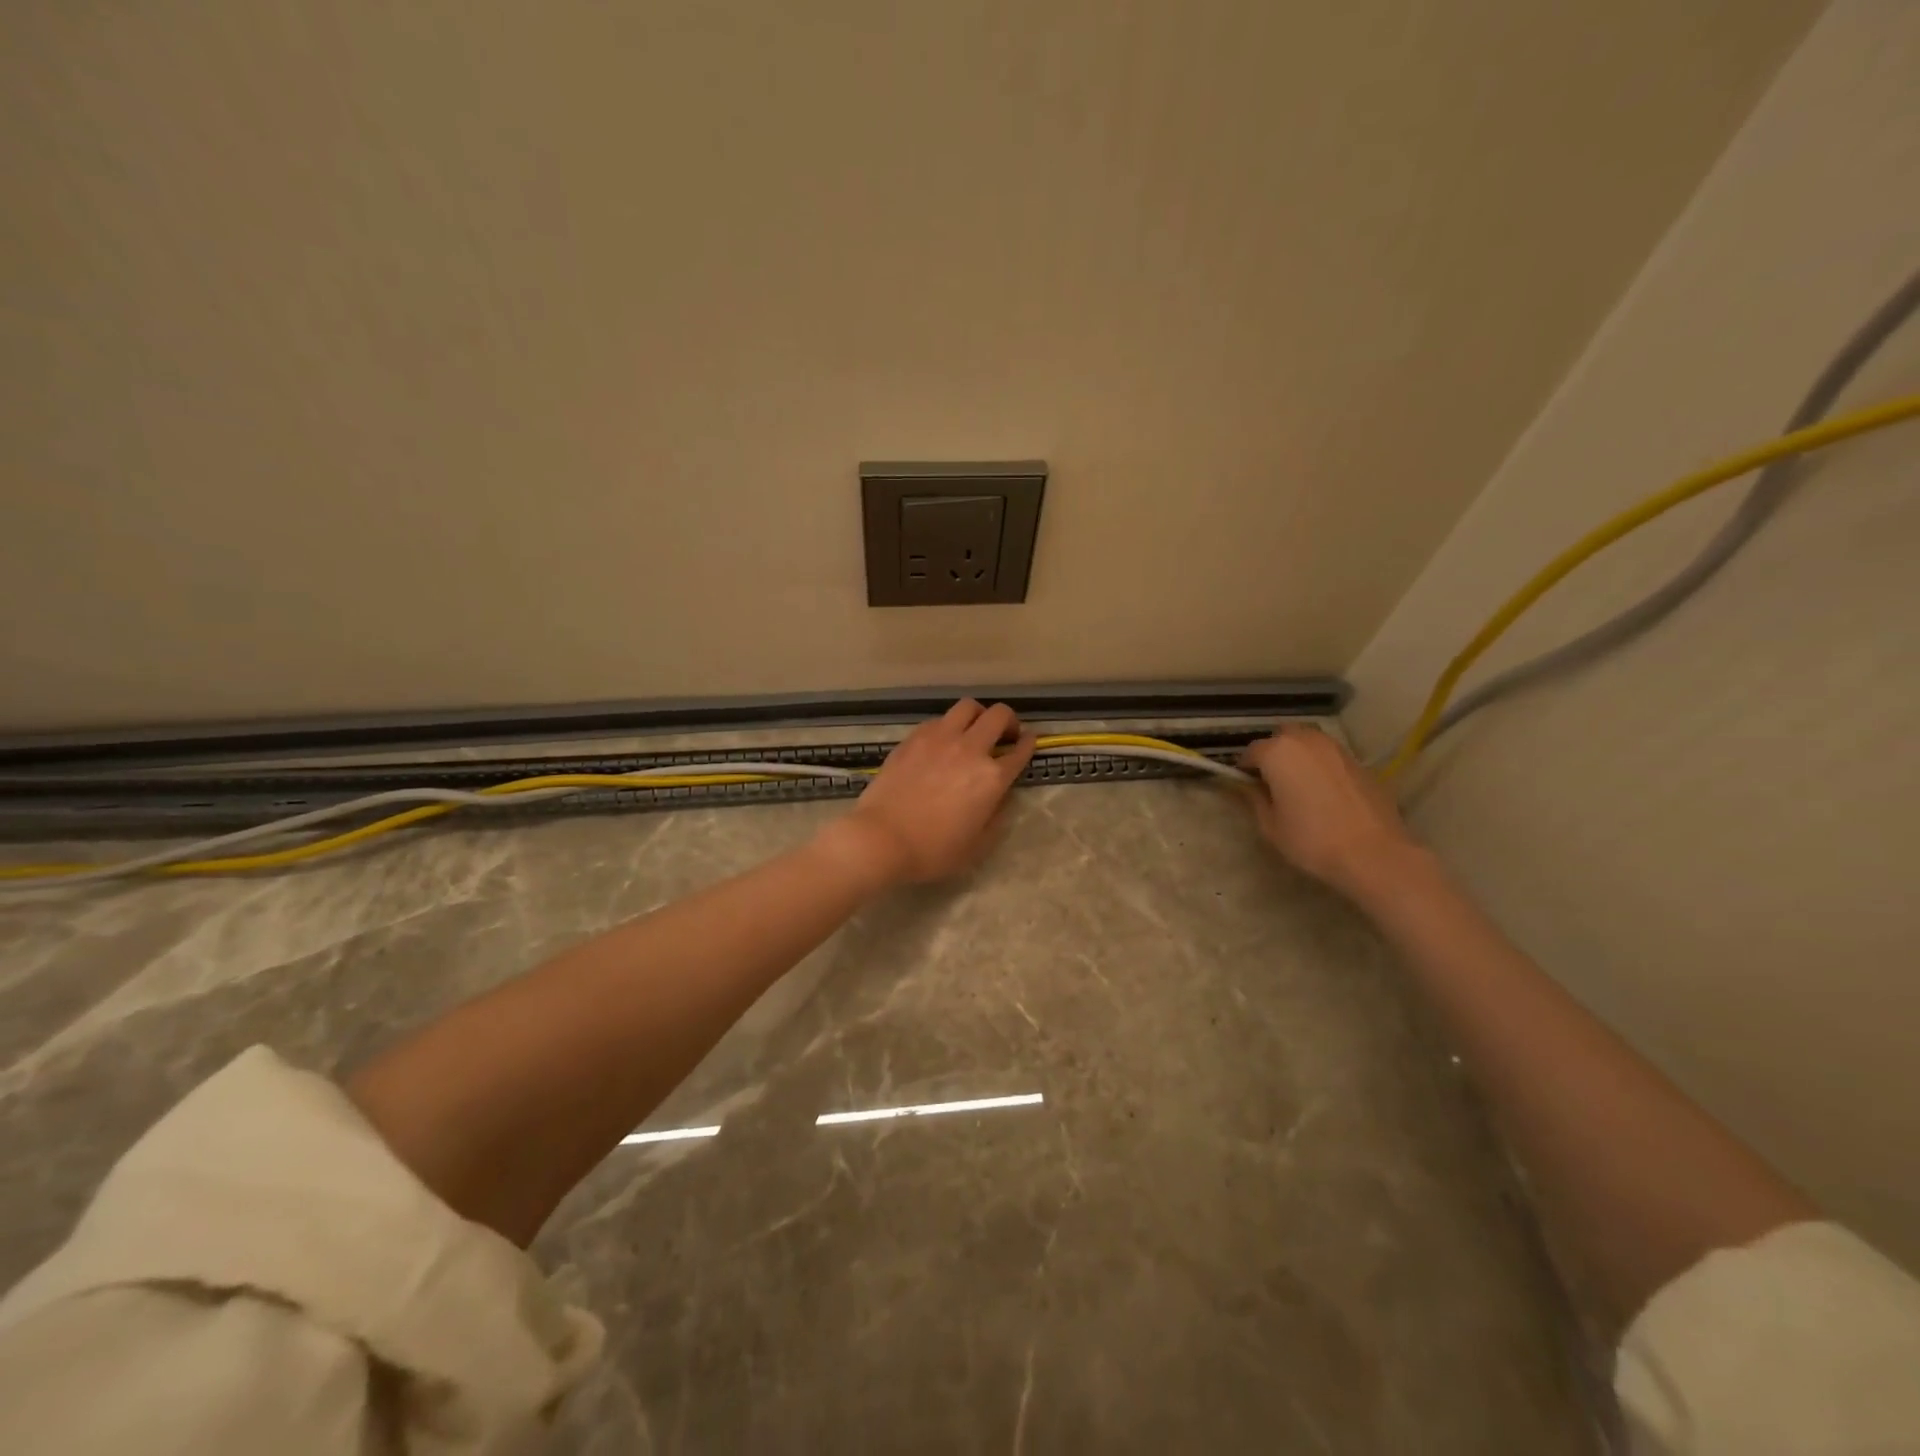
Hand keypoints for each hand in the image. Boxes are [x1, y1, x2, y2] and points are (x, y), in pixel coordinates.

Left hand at [830, 700, 1037, 884]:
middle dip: (1009, 721)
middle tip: (1005, 734)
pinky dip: (949, 725)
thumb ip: (996, 817)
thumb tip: (1000, 798)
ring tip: (974, 729)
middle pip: (999, 716)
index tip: (1028, 742)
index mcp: (991, 778)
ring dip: (979, 715)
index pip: (1020, 750)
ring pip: (968, 707)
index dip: (1028, 743)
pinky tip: (942, 741)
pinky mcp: (914, 738)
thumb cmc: (932, 850)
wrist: (881, 838)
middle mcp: (970, 749)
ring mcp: (940, 739)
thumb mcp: (977, 846)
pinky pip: (939, 720)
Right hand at [1240, 725, 1419, 898]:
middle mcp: (1306, 741)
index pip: (1250, 752)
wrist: (1373, 853)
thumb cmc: (1311, 840)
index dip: (1244, 770)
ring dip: (1297, 756)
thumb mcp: (1270, 825)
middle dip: (1272, 754)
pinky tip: (1323, 791)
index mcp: (1278, 752)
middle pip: (1281, 738)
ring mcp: (1336, 748)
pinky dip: (1320, 765)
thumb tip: (1244, 787)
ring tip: (1298, 785)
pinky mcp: (1359, 762)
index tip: (1245, 788)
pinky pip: (1329, 756)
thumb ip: (1253, 799)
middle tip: (1271, 783)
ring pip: (1308, 742)